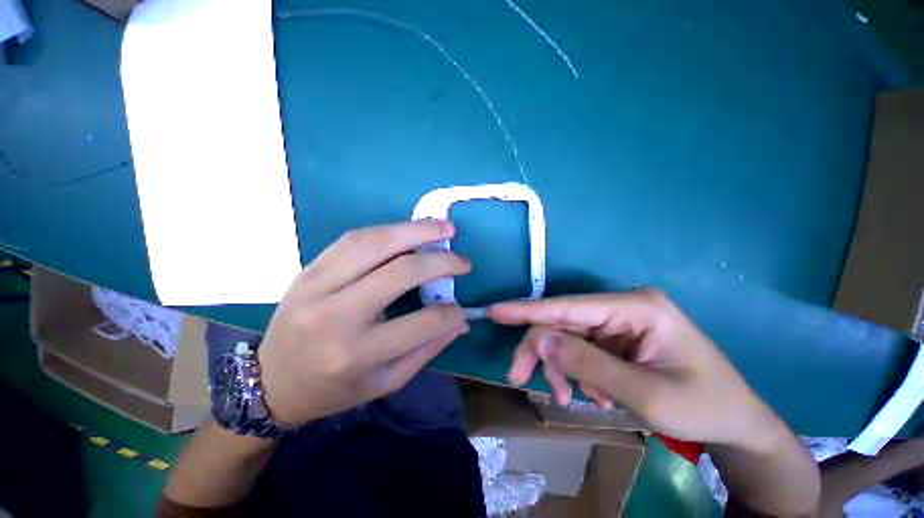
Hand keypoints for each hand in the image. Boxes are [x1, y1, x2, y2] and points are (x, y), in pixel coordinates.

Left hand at [258, 220, 470, 426]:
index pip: (423, 323)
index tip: (462, 308)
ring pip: (375, 244)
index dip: (451, 313)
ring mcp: (318, 286)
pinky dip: (387, 231)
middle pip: (400, 272)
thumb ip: (428, 349)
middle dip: (440, 260)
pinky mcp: (309, 269)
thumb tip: (461, 321)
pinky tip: (407, 230)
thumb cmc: (334, 389)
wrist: (271, 381)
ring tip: (443, 227)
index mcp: (358, 353)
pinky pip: (353, 239)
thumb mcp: (386, 382)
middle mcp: (337, 315)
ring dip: (415, 231)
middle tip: (462, 259)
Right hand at [489, 289, 784, 450]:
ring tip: (569, 397)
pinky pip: (581, 348)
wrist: (737, 422)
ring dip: (560, 366)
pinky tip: (589, 392)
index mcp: (637, 307)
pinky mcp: (617, 336)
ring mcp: (620, 320)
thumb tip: (539, 342)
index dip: (528, 310)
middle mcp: (624, 306)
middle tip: (518, 378)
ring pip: (568, 337)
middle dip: (540, 351)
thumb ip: (588, 365)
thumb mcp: (645, 395)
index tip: (495, 311)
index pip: (569, 306)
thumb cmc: (703, 407)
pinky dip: (575, 371)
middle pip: (564, 322)